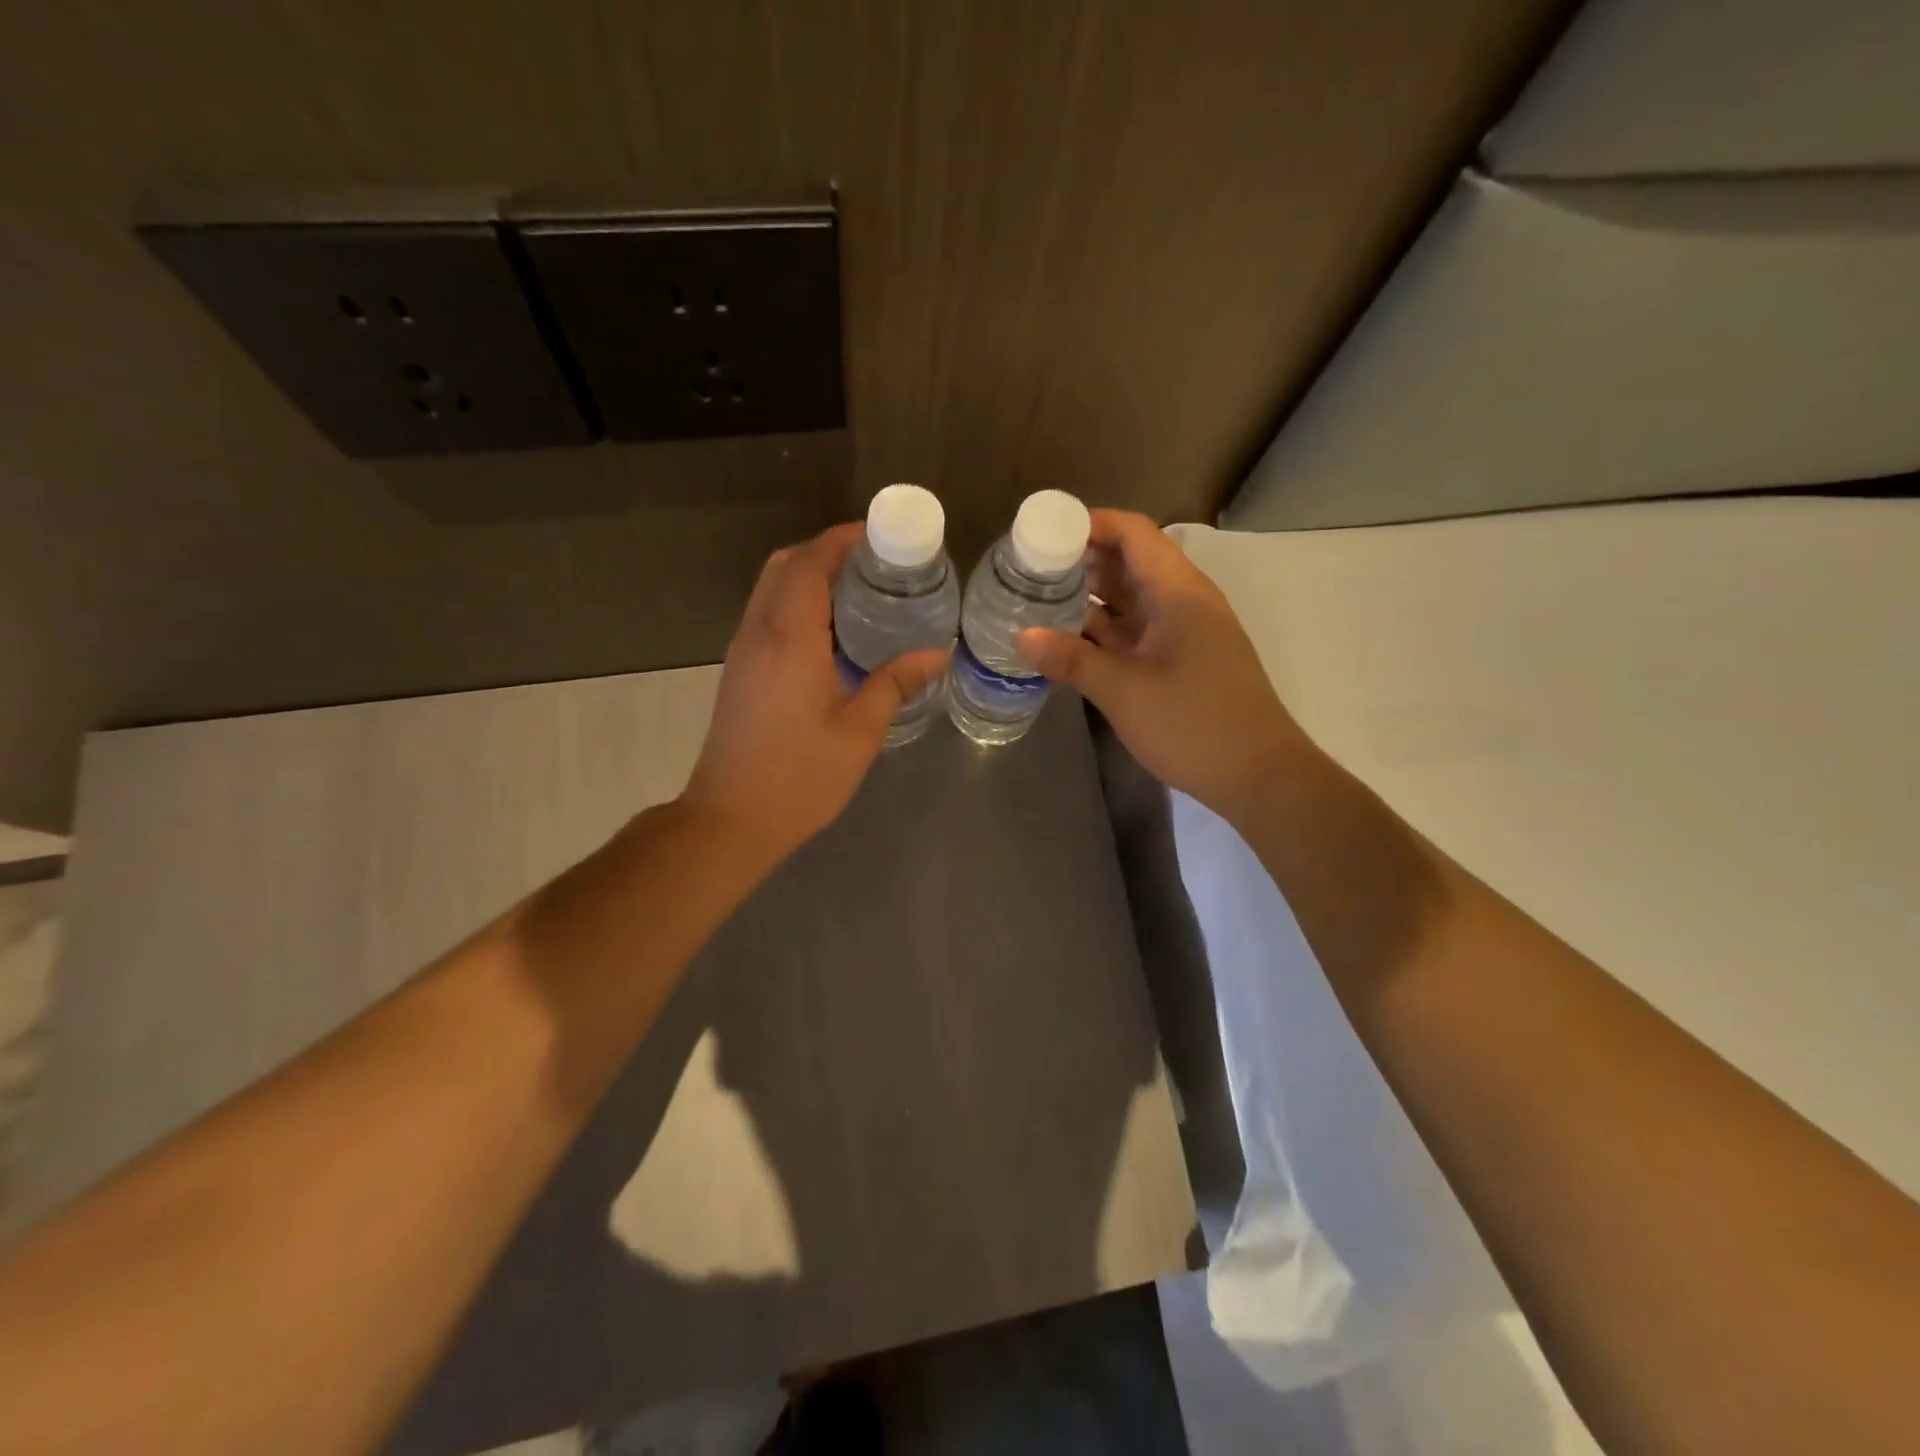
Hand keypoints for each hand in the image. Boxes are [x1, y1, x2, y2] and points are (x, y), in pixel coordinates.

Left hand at [681, 523, 948, 861]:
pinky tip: (832, 634)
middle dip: (826, 552)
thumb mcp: (859, 733)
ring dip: (808, 576)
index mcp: (789, 638)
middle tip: (874, 565)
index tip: (879, 536)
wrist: (731, 818)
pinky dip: (796, 603)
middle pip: (784, 565)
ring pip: (770, 589)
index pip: (811, 563)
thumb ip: (895, 684)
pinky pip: (767, 615)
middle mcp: (759, 633)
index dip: (842, 539)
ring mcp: (743, 651)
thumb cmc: (800, 777)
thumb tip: (936, 655)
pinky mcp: (739, 671)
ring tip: (859, 594)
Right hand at [1016, 509, 1304, 817]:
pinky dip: (1105, 628)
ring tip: (1039, 599)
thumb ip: (1072, 660)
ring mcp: (1184, 631)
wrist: (1259, 775)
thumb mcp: (1125, 692)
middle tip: (1030, 569)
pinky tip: (1069, 638)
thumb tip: (1022, 637)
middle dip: (1082, 560)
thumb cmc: (1194, 725)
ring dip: (1091, 596)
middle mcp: (1184, 601)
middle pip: (1130, 561)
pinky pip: (1138, 628)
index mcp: (1178, 592)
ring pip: (1132, 597)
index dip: (1090, 524)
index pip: (1133, 533)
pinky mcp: (1181, 658)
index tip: (1044, 533)